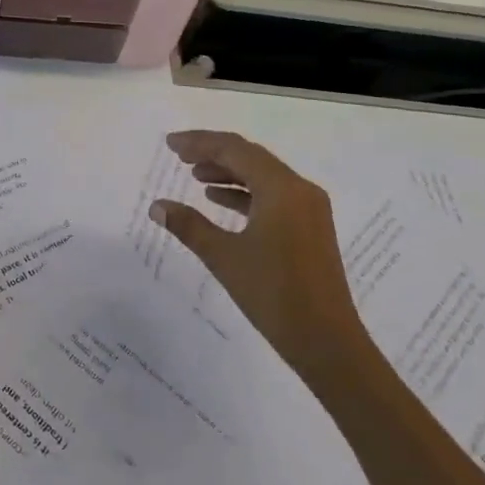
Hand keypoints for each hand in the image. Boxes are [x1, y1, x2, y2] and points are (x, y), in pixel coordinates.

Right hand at [150, 131, 363, 388]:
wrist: (327, 342)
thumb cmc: (274, 294)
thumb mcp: (224, 257)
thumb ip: (189, 226)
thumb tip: (157, 206)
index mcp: (282, 188)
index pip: (235, 149)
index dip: (200, 142)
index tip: (170, 144)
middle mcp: (300, 189)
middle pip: (250, 157)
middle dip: (213, 153)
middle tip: (179, 156)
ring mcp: (309, 208)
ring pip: (263, 176)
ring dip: (229, 172)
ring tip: (194, 176)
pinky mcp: (310, 227)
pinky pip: (273, 196)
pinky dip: (245, 193)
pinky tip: (219, 201)